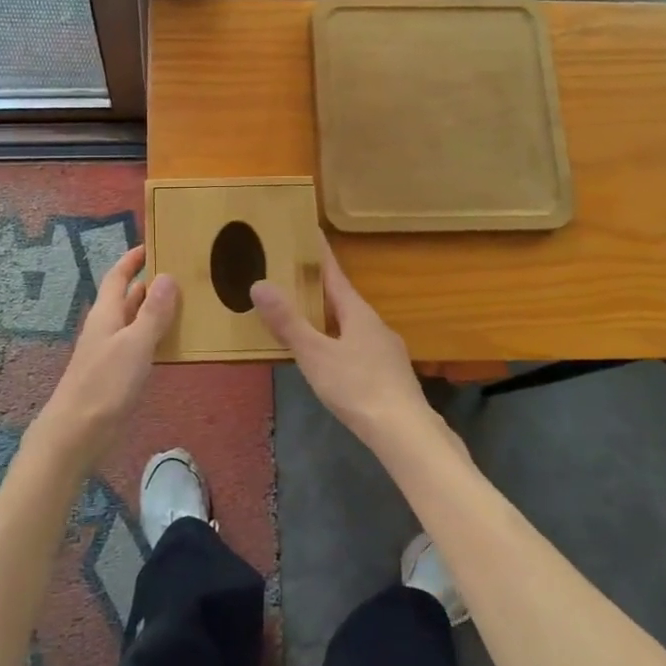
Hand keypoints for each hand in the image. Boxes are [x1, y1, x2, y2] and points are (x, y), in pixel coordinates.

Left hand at [31, 246, 177, 467]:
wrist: (76, 434)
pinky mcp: (116, 375)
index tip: (152, 246)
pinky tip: (174, 344)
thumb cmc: (105, 383)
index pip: (118, 276)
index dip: (132, 260)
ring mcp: (110, 352)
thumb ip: (152, 312)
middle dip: (150, 284)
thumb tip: (168, 276)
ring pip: (134, 322)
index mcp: (106, 313)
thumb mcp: (135, 344)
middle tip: (181, 273)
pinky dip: (155, 338)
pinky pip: (138, 346)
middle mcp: (106, 327)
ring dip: (155, 311)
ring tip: (186, 303)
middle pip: (127, 297)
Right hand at [252, 236, 428, 452]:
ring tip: (306, 315)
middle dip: (320, 287)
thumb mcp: (315, 354)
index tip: (310, 232)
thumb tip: (259, 284)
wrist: (405, 432)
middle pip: (343, 298)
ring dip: (330, 316)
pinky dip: (339, 340)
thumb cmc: (357, 387)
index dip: (320, 254)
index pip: (335, 274)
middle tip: (294, 275)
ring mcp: (385, 350)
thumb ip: (288, 322)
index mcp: (357, 312)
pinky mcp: (389, 374)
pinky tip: (331, 357)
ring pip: (352, 324)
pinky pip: (358, 346)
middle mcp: (374, 324)